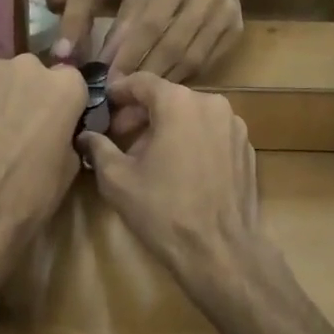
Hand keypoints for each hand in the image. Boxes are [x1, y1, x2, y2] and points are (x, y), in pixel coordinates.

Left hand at [0, 56, 86, 277]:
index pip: (69, 81)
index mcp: (65, 86)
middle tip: (16, 128)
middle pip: (31, 74)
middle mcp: (29, 66)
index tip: (53, 122)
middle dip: (26, 95)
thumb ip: (67, 133)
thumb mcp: (69, 166)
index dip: (60, 103)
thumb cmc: (29, 195)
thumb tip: (58, 130)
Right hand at [77, 73, 269, 302]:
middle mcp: (211, 103)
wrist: (220, 251)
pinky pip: (211, 133)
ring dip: (167, 127)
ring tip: (148, 156)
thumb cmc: (164, 210)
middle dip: (141, 114)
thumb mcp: (117, 179)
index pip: (142, 82)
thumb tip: (86, 136)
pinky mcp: (246, 148)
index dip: (118, 92)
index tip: (103, 106)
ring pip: (191, 115)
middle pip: (168, 98)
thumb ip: (99, 149)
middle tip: (119, 137)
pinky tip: (179, 169)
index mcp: (179, 102)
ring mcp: (234, 125)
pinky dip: (192, 140)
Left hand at [101, 0, 243, 81]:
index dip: (130, 54)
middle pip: (173, 45)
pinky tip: (168, 87)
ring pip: (192, 59)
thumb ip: (125, 24)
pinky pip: (208, 64)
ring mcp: (225, 14)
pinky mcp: (237, 31)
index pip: (151, 23)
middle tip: (126, 95)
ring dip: (164, 81)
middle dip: (146, 73)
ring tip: (143, 97)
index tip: (112, 79)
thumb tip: (106, 61)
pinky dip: (184, 78)